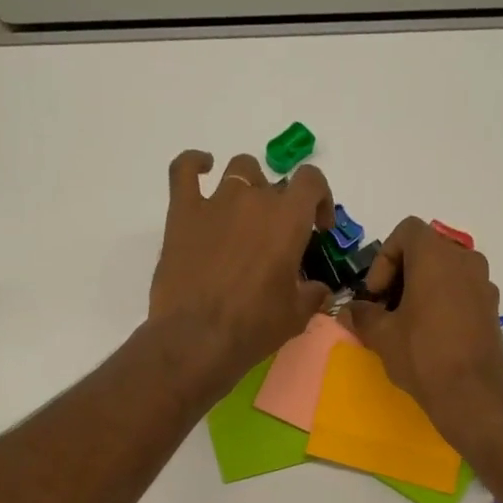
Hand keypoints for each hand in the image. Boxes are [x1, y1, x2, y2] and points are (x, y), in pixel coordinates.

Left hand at [148, 150, 334, 392]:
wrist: (197, 338)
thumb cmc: (253, 327)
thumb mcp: (296, 316)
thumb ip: (312, 294)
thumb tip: (319, 290)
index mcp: (288, 219)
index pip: (312, 181)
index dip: (320, 198)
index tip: (318, 227)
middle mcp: (254, 199)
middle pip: (275, 184)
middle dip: (281, 207)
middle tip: (275, 240)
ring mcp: (215, 202)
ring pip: (238, 170)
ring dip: (248, 186)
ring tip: (244, 214)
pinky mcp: (182, 212)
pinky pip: (184, 169)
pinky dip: (195, 163)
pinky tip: (202, 167)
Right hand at [345, 217, 502, 447]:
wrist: (473, 395)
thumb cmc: (423, 355)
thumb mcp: (382, 335)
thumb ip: (362, 315)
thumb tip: (351, 310)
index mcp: (436, 256)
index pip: (406, 231)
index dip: (384, 258)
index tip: (376, 293)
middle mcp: (465, 260)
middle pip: (427, 250)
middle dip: (401, 273)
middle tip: (385, 308)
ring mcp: (484, 284)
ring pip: (445, 272)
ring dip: (422, 288)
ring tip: (406, 323)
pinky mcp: (492, 308)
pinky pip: (461, 291)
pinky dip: (442, 301)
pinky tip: (430, 335)